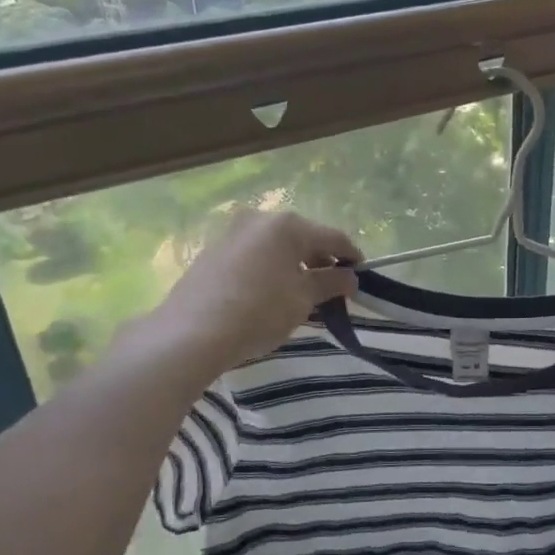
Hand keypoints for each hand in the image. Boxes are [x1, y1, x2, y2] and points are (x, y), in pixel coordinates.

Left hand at [145, 210, 358, 375]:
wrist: (191, 334)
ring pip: (276, 247)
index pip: (333, 237)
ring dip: (294, 266)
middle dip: (321, 261)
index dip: (352, 256)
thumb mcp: (303, 299)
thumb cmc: (259, 311)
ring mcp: (232, 234)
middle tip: (332, 288)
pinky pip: (254, 257)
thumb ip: (331, 283)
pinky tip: (270, 295)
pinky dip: (270, 270)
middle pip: (303, 238)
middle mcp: (259, 220)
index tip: (362, 276)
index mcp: (287, 225)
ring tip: (302, 294)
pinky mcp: (212, 253)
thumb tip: (350, 277)